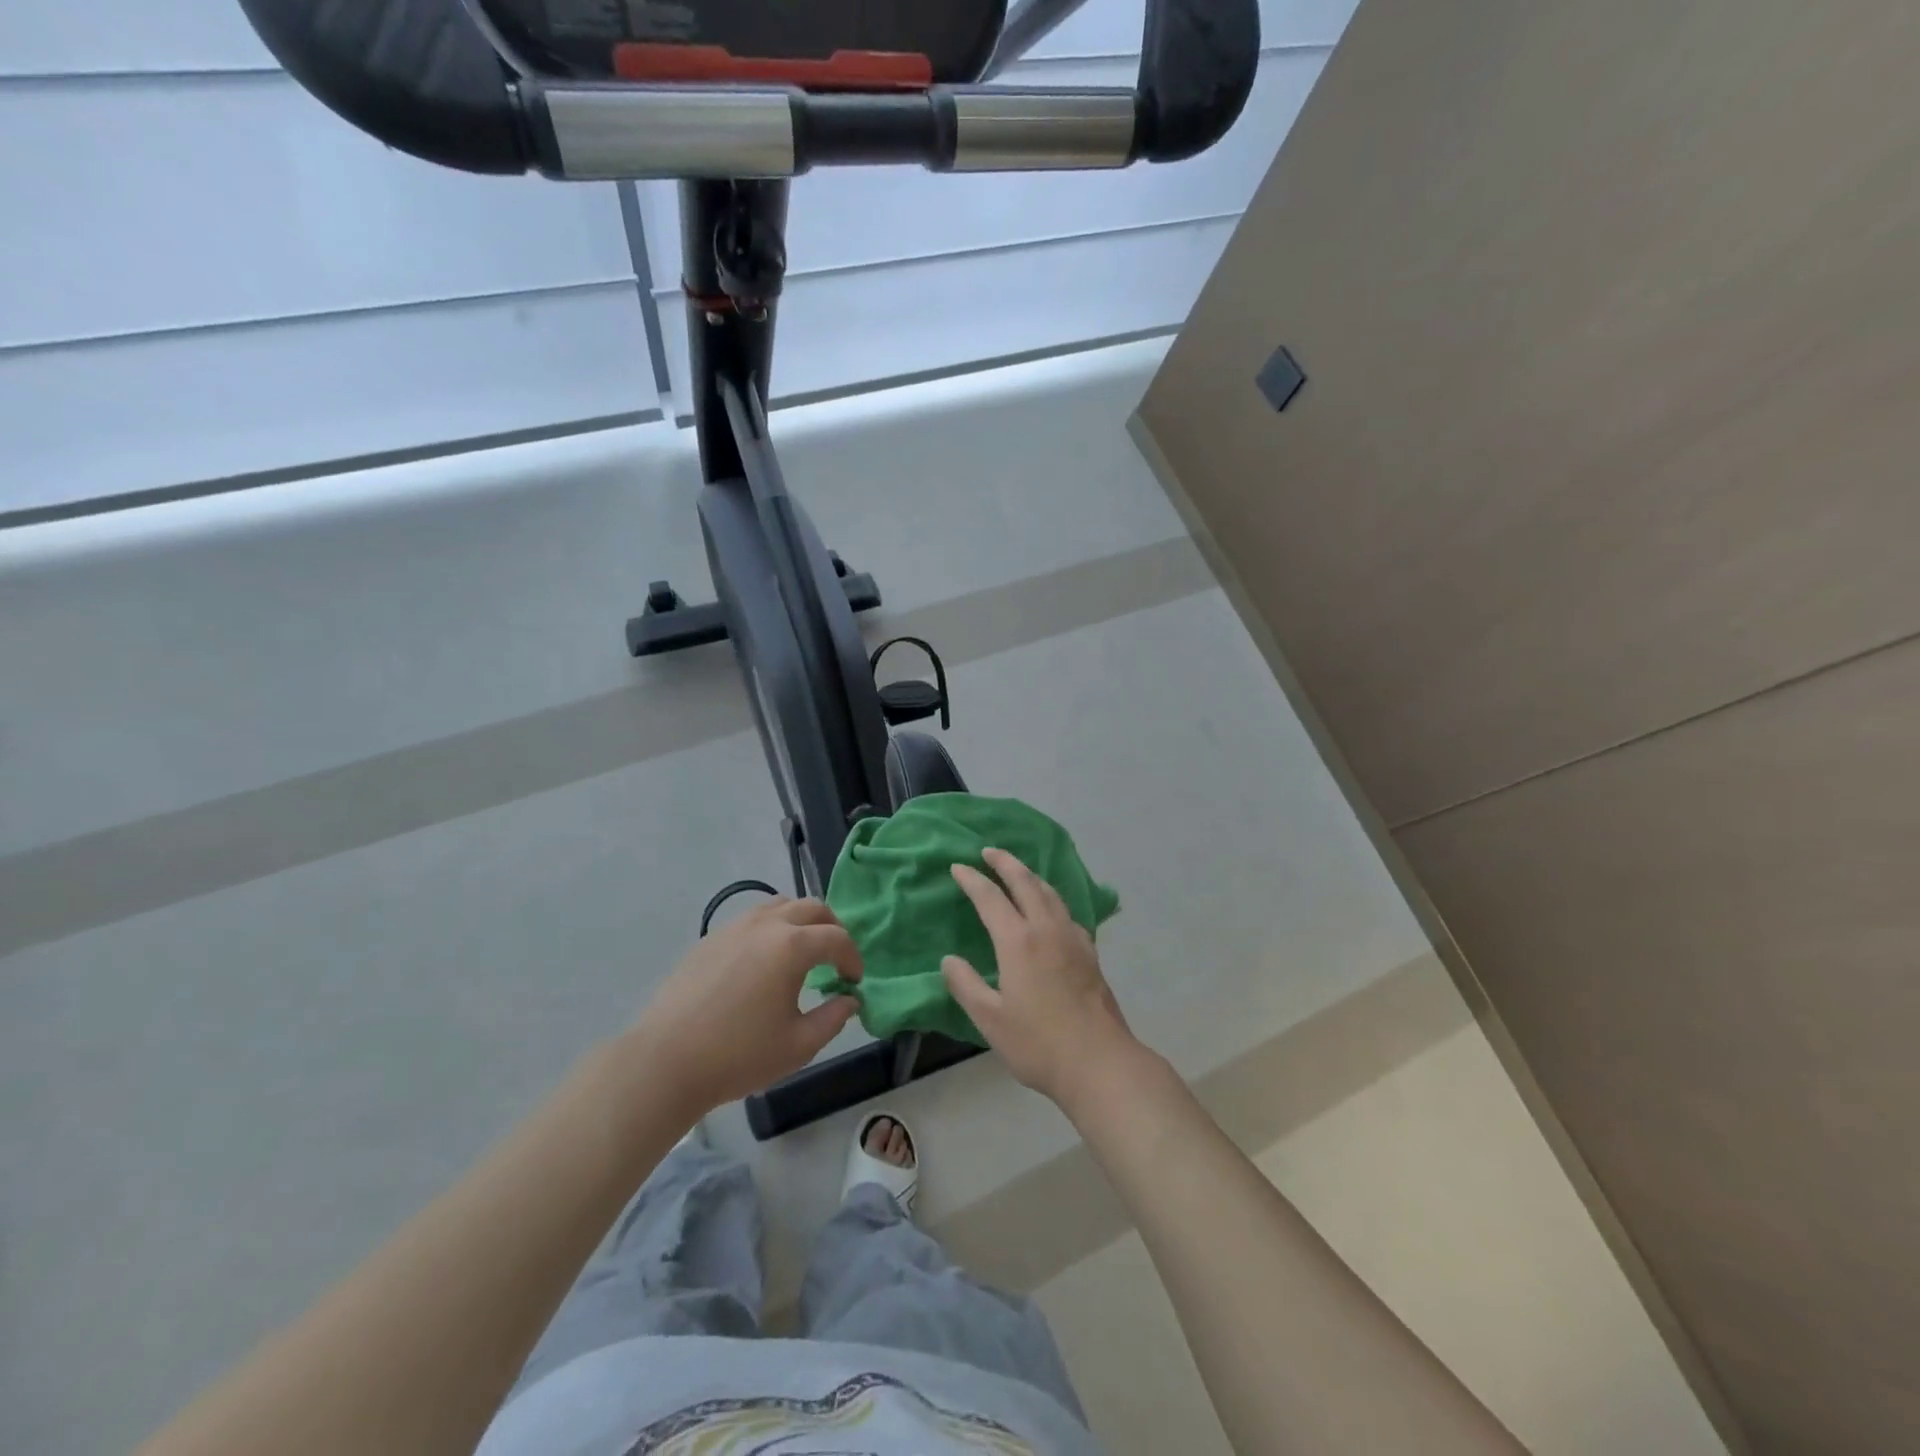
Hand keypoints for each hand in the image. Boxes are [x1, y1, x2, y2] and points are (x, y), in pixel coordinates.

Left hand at [634, 897, 861, 1117]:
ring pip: (779, 906)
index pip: (837, 937)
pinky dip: (770, 929)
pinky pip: (751, 920)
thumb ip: (833, 1018)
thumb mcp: (799, 1045)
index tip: (854, 982)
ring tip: (801, 953)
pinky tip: (763, 963)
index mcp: (792, 946)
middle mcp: (765, 925)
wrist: (666, 1061)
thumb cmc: (739, 1055)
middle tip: (835, 958)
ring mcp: (733, 928)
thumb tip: (849, 1000)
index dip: (852, 957)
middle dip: (831, 928)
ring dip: (800, 922)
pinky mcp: (710, 939)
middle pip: (811, 907)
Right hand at [944, 848, 1142, 1108]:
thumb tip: (949, 960)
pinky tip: (1050, 909)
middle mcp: (1047, 929)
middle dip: (1006, 863)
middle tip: (989, 851)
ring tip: (1018, 870)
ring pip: (1050, 893)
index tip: (958, 867)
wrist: (1100, 1061)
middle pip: (1026, 883)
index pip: (991, 898)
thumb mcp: (990, 1019)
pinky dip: (1051, 897)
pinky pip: (1066, 911)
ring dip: (1030, 875)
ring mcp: (1073, 938)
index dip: (973, 880)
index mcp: (1019, 941)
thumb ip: (966, 985)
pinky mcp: (1089, 952)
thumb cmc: (1038, 1043)